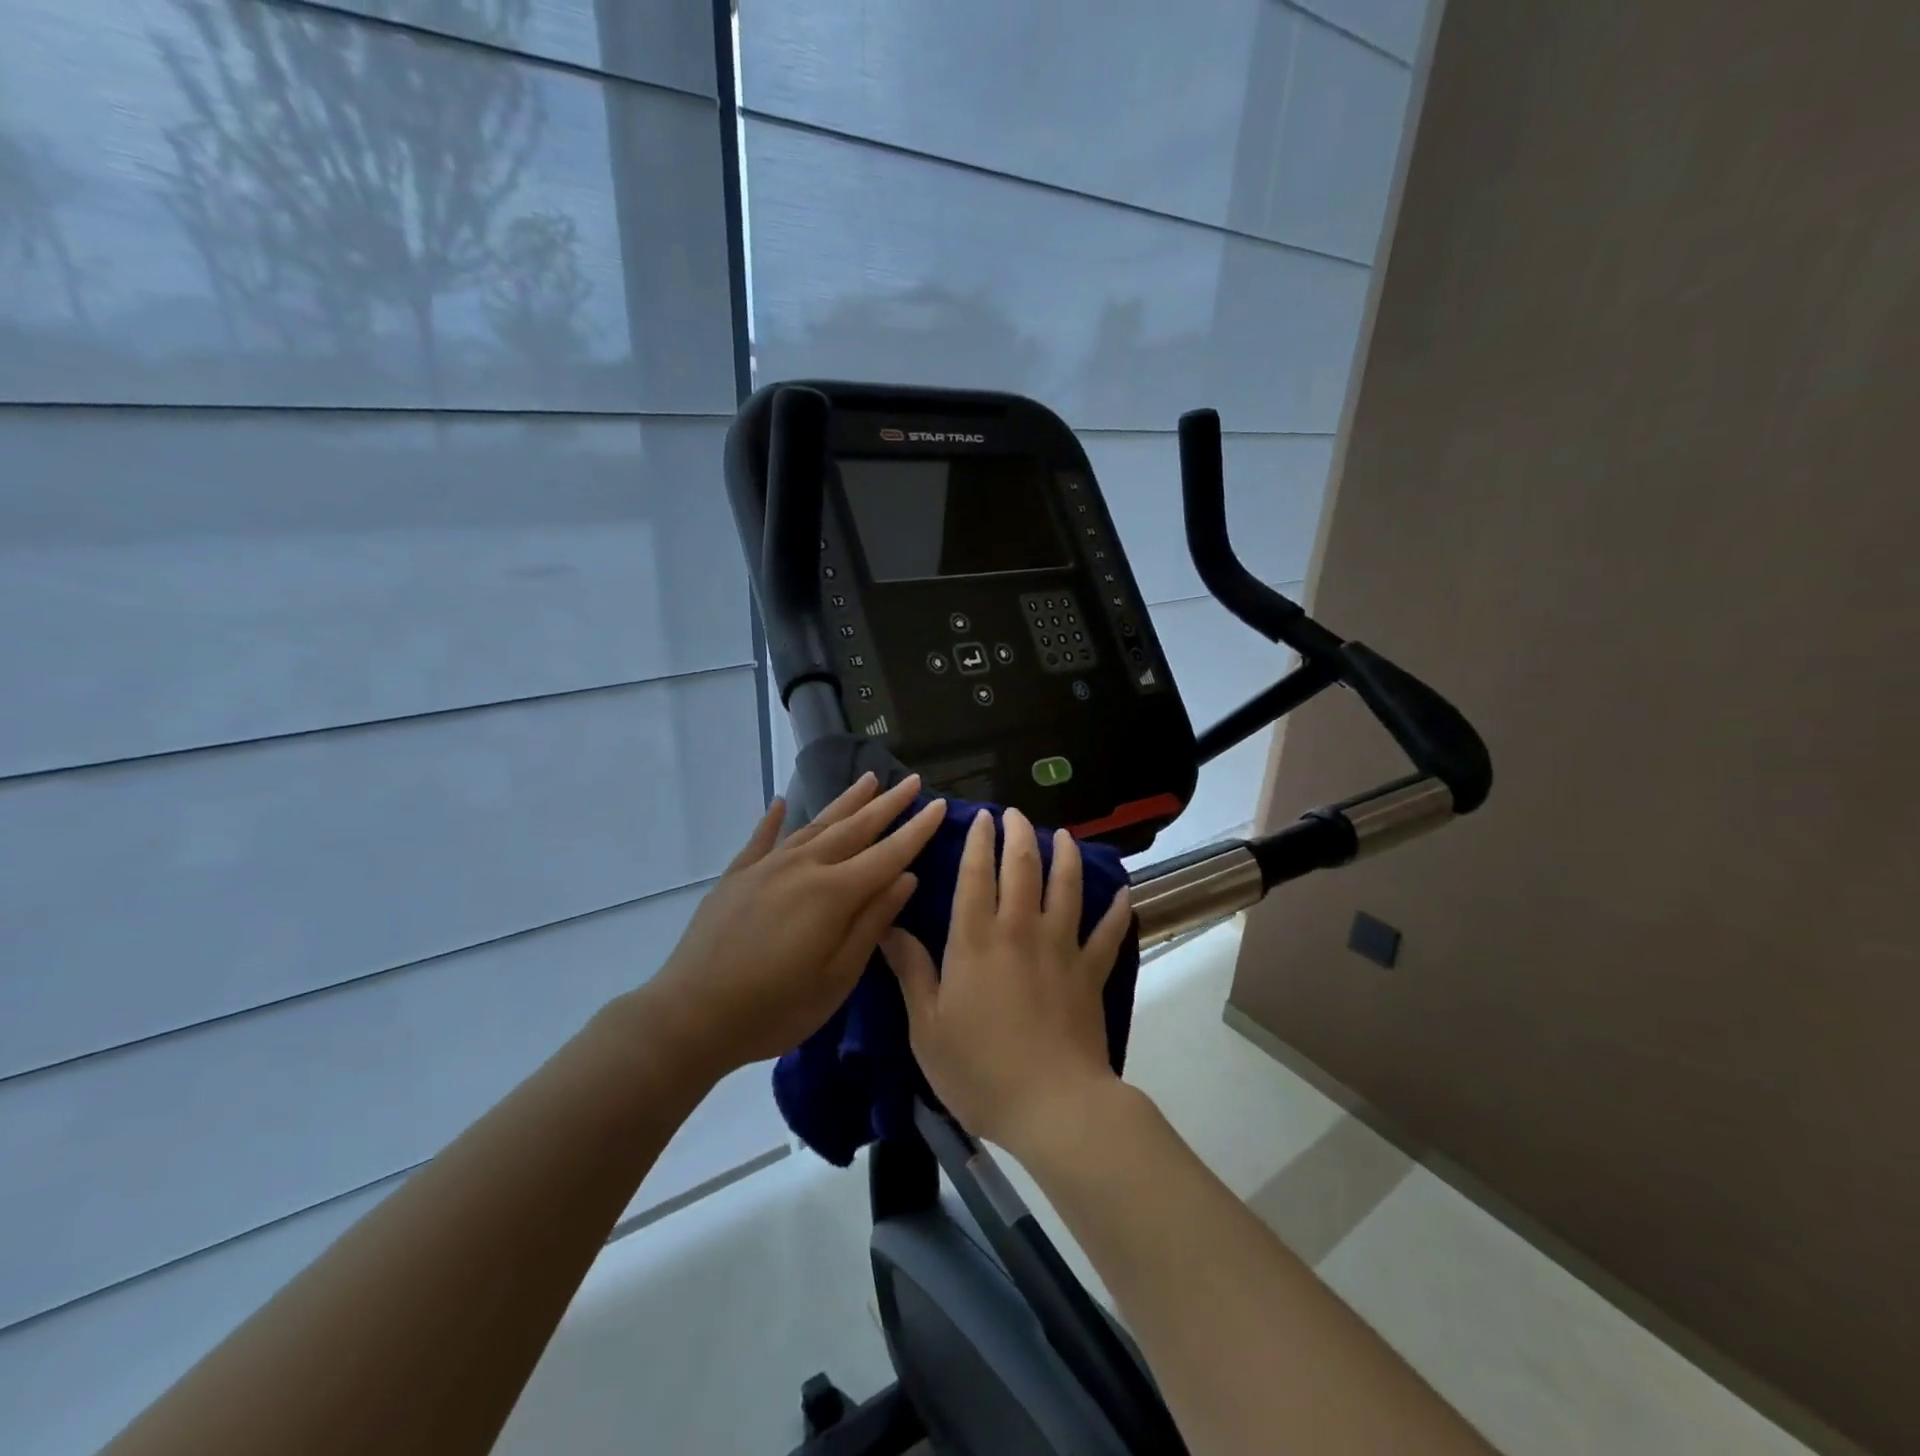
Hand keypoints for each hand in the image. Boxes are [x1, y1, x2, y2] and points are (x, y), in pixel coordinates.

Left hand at [641, 773, 947, 1075]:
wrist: (690, 1015)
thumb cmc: (775, 1008)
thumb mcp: (837, 977)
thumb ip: (872, 923)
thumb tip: (906, 878)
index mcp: (835, 893)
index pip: (888, 853)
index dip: (917, 829)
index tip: (940, 804)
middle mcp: (804, 867)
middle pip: (855, 828)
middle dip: (888, 804)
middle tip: (912, 780)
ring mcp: (767, 867)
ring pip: (815, 824)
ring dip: (845, 802)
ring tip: (869, 779)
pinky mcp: (737, 876)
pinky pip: (762, 839)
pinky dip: (774, 819)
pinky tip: (783, 801)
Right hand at [882, 806, 1131, 1157]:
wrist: (1052, 1105)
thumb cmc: (980, 1070)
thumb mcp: (927, 1027)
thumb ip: (911, 971)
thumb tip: (889, 925)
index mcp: (975, 940)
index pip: (975, 874)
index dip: (977, 841)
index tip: (980, 817)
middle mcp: (1020, 929)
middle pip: (1023, 867)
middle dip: (1018, 833)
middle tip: (1015, 814)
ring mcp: (1061, 947)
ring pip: (1067, 886)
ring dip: (1065, 855)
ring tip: (1063, 835)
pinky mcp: (1091, 971)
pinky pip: (1107, 932)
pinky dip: (1116, 910)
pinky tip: (1122, 892)